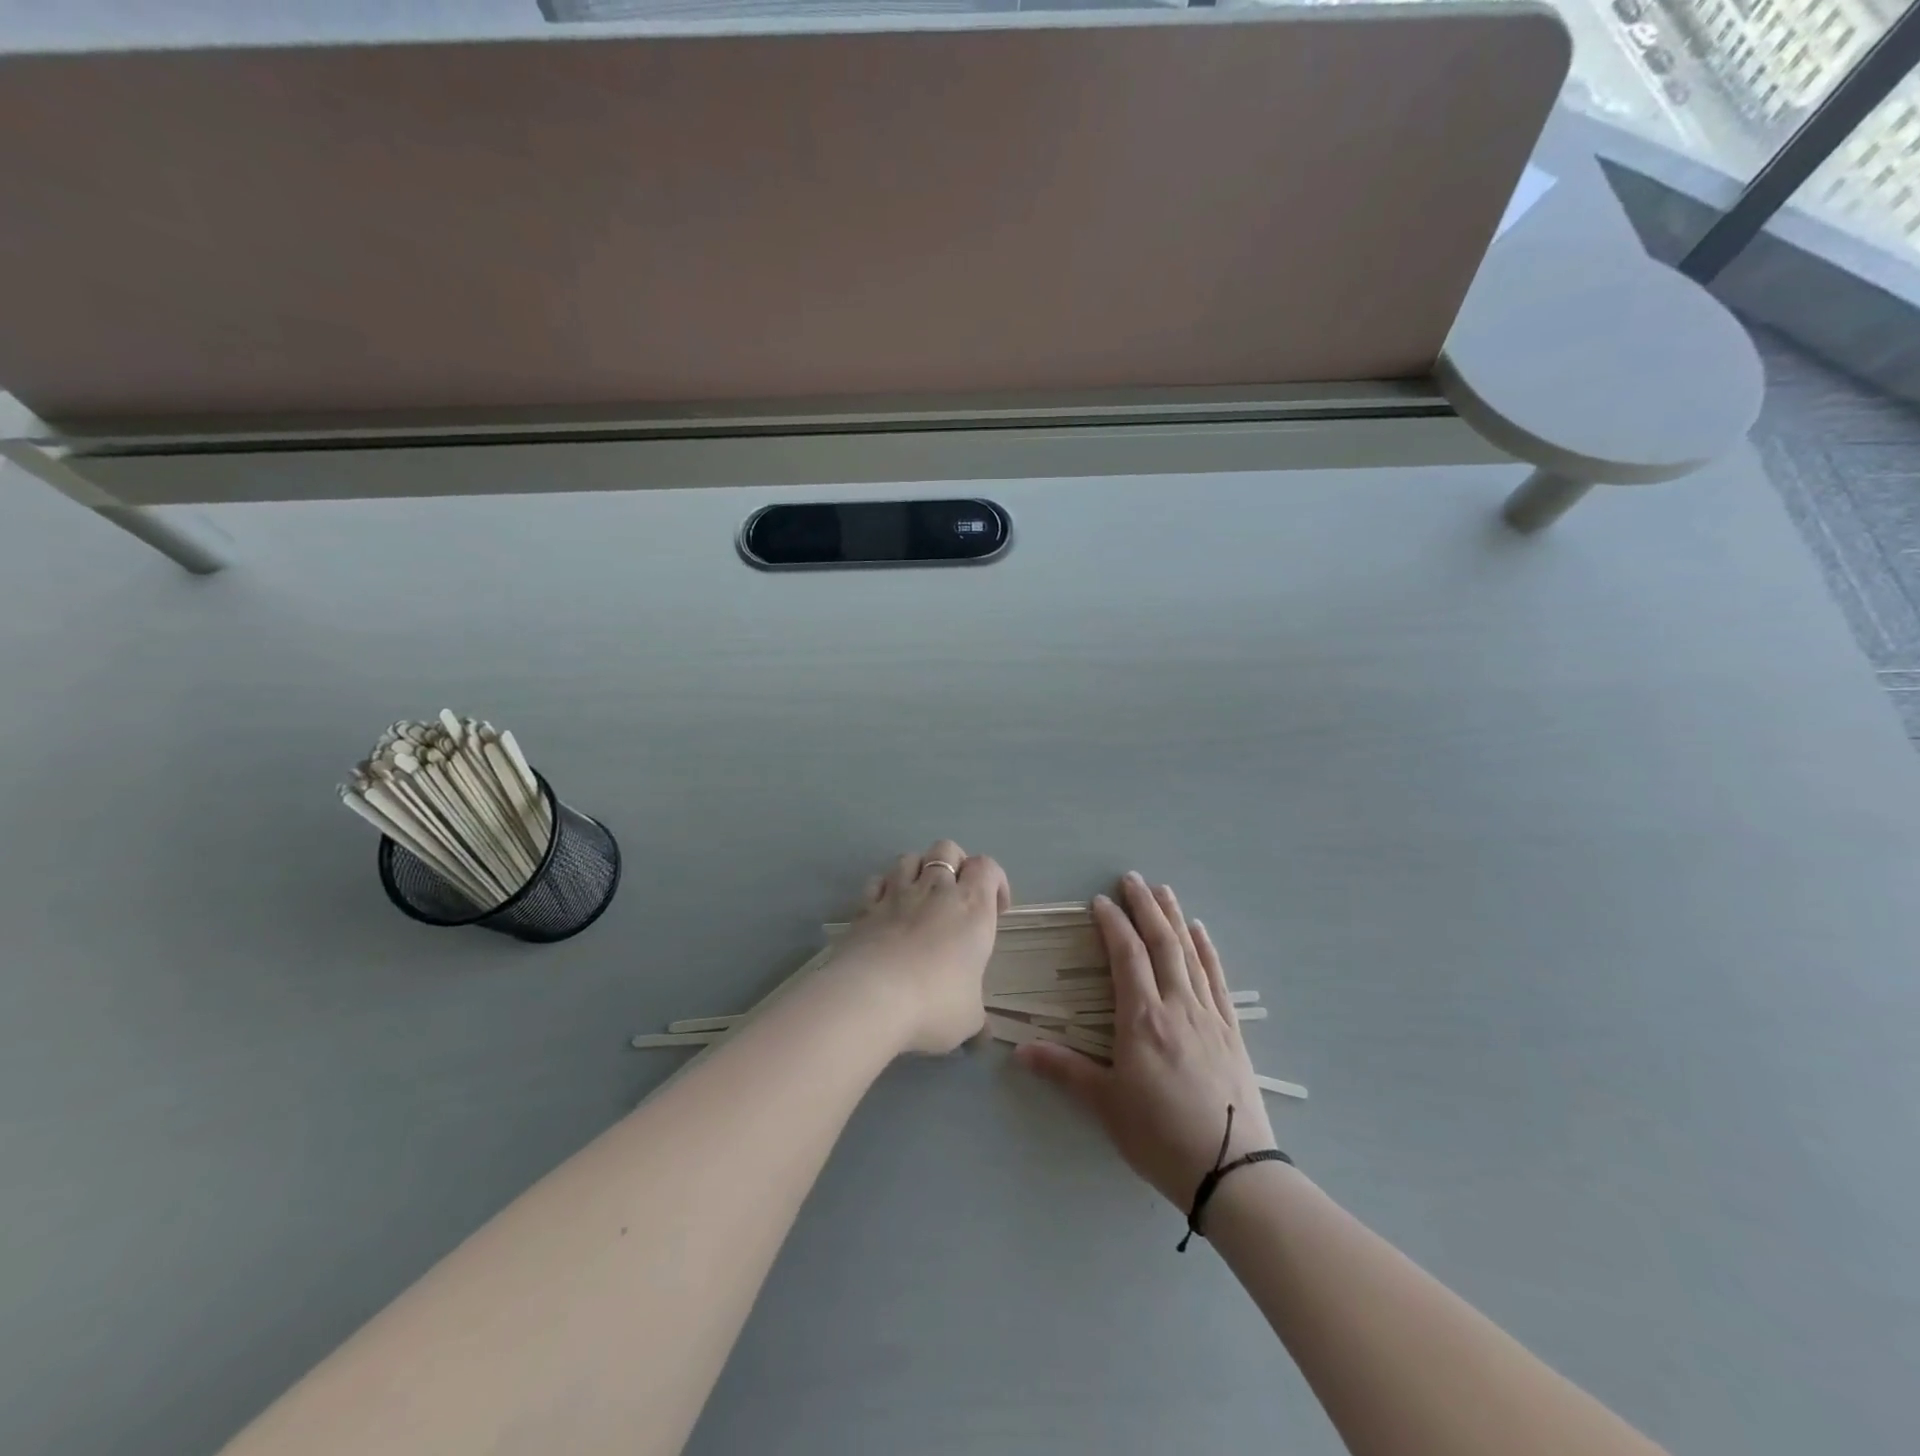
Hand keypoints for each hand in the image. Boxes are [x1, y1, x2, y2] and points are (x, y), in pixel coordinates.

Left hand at [824, 839, 1009, 1055]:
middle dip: (955, 864)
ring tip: (919, 898)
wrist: (872, 997)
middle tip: (956, 897)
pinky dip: (883, 889)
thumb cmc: (935, 1003)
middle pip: (947, 849)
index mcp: (972, 907)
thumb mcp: (968, 1019)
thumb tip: (982, 1038)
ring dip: (917, 871)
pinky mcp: (864, 908)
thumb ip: (976, 1020)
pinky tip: (886, 911)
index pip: (988, 867)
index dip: (995, 881)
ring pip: (909, 857)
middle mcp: (936, 890)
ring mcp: (896, 894)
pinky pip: (876, 882)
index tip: (997, 910)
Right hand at [1016, 872, 1275, 1208]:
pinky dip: (1207, 950)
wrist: (1233, 1171)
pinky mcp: (1232, 1032)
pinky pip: (1217, 979)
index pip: (1126, 956)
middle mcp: (1177, 1006)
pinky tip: (1201, 933)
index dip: (1113, 924)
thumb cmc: (1160, 1137)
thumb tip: (1019, 1049)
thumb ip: (1064, 1070)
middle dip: (1145, 907)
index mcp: (1142, 1019)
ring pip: (1190, 954)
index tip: (1100, 901)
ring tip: (1164, 891)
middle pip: (1161, 943)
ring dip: (1175, 918)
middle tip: (1132, 878)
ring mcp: (1209, 1016)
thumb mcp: (1106, 1105)